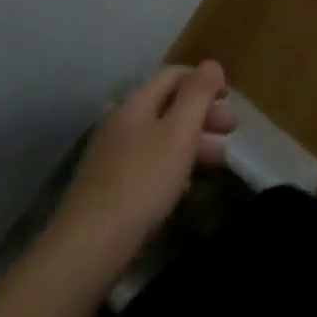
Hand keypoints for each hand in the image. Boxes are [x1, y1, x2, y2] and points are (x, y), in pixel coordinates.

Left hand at [47, 61, 236, 275]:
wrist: (85, 251)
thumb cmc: (141, 183)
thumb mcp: (179, 132)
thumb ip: (198, 93)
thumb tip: (211, 65)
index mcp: (136, 103)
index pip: (175, 75)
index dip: (205, 80)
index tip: (230, 99)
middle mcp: (121, 123)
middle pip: (169, 105)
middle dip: (203, 113)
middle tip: (231, 131)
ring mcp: (111, 157)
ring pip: (161, 136)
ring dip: (193, 140)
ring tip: (219, 160)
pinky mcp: (108, 189)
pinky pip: (149, 163)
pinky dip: (173, 165)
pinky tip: (186, 185)